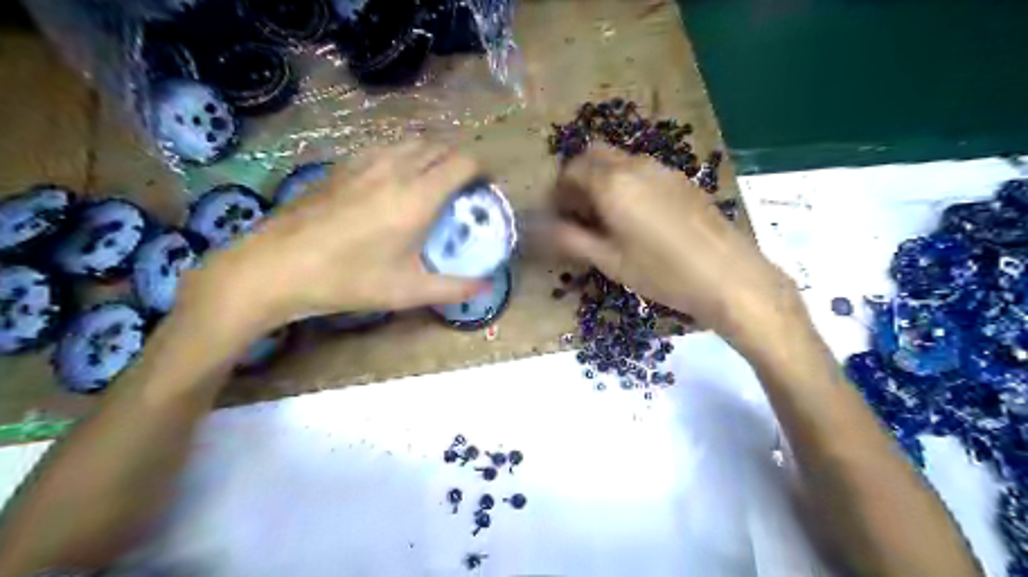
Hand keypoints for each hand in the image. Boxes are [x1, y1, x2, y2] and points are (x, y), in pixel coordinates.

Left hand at [178, 140, 486, 332]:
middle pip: (440, 147)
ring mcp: (366, 163)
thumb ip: (454, 288)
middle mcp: (396, 169)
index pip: (463, 162)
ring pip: (411, 143)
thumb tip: (486, 287)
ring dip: (431, 156)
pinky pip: (385, 148)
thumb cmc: (349, 280)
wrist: (277, 267)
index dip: (482, 171)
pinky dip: (403, 156)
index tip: (484, 191)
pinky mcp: (343, 166)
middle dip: (459, 163)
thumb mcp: (408, 291)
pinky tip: (394, 183)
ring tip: (432, 184)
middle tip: (462, 191)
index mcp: (418, 196)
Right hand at [540, 144, 806, 350]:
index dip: (558, 190)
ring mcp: (663, 169)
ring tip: (607, 218)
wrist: (727, 275)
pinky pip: (643, 171)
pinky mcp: (682, 180)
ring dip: (604, 180)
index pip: (571, 169)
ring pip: (620, 162)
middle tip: (578, 211)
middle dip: (579, 177)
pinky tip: (637, 217)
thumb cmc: (662, 272)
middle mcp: (635, 166)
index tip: (557, 214)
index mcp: (612, 183)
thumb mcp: (609, 260)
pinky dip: (627, 184)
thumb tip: (539, 228)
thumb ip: (570, 239)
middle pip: (594, 155)